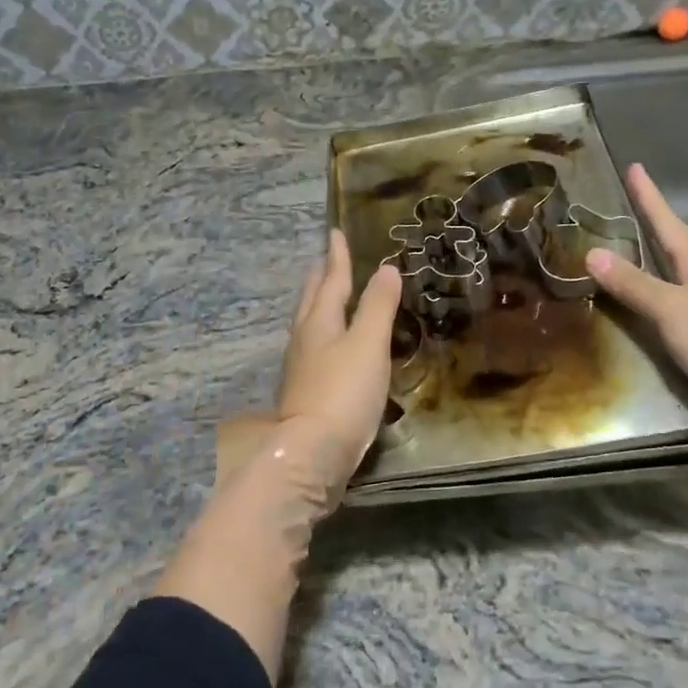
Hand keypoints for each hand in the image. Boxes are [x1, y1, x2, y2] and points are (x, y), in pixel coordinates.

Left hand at [265, 229, 402, 506]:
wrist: (311, 454)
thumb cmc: (343, 393)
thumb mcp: (369, 344)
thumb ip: (378, 306)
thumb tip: (386, 268)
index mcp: (320, 322)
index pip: (331, 280)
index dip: (337, 256)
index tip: (335, 232)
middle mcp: (305, 339)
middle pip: (312, 299)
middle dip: (321, 277)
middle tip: (326, 259)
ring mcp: (301, 367)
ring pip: (310, 323)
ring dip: (319, 304)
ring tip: (328, 296)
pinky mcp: (306, 392)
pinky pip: (314, 348)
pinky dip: (325, 334)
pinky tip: (331, 346)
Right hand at [584, 164, 687, 472]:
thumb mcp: (673, 308)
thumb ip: (634, 284)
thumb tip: (590, 251)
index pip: (669, 226)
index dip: (650, 198)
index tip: (635, 168)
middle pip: (677, 257)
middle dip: (651, 239)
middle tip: (622, 223)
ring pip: (678, 296)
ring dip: (652, 285)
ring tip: (621, 278)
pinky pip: (676, 333)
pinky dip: (655, 327)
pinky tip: (641, 335)